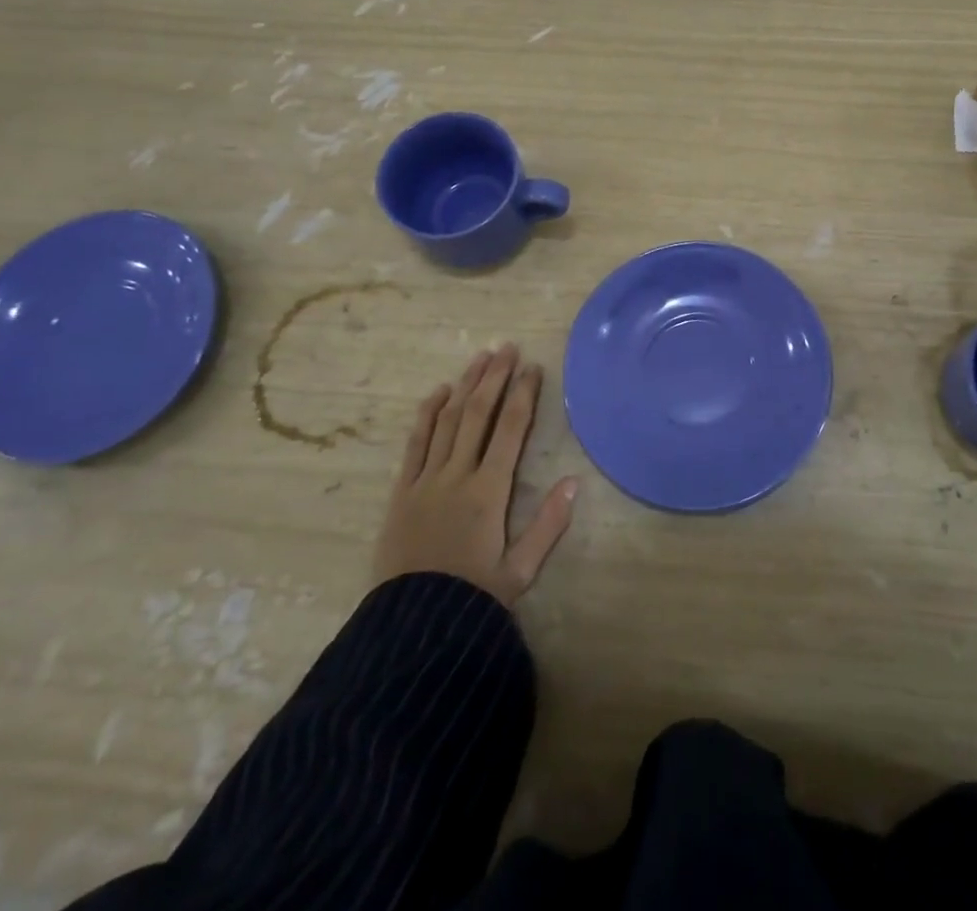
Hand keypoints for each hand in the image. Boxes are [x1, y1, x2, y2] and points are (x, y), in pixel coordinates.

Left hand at [372, 345, 577, 606]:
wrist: (411, 630)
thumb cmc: (472, 599)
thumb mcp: (521, 570)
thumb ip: (548, 525)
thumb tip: (575, 482)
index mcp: (489, 491)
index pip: (510, 430)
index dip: (523, 395)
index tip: (533, 368)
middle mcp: (457, 476)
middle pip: (477, 414)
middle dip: (494, 377)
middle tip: (508, 347)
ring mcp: (425, 480)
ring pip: (447, 420)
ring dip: (465, 385)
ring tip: (480, 357)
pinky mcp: (402, 491)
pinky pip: (415, 443)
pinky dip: (427, 414)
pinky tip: (438, 392)